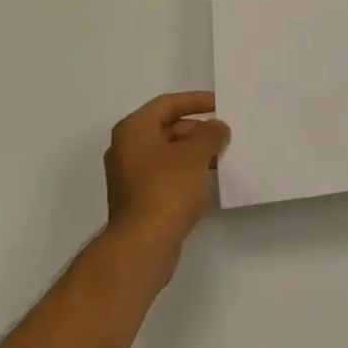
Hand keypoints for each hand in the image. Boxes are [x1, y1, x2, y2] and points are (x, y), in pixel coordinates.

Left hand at [103, 93, 230, 264]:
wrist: (143, 246)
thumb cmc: (167, 189)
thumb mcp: (196, 154)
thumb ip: (210, 134)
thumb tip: (217, 128)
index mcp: (133, 129)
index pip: (167, 104)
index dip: (195, 101)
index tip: (219, 104)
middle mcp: (125, 148)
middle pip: (165, 128)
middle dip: (196, 129)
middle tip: (222, 134)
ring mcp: (128, 176)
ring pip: (165, 153)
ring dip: (191, 152)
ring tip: (219, 156)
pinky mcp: (136, 200)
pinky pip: (163, 175)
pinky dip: (183, 172)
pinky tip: (204, 181)